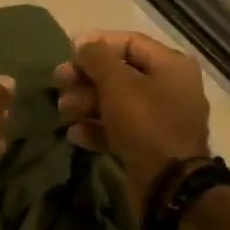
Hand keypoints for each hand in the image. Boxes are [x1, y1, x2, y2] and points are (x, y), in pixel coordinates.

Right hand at [53, 31, 208, 218]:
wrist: (169, 187)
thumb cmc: (145, 123)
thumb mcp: (117, 83)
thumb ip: (97, 58)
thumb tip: (83, 43)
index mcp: (171, 66)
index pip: (129, 42)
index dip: (97, 44)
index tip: (68, 52)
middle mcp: (169, 88)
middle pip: (120, 73)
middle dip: (86, 77)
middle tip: (58, 82)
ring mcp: (160, 119)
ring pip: (116, 102)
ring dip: (86, 103)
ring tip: (63, 110)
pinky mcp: (149, 146)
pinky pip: (119, 129)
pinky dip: (96, 128)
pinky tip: (75, 134)